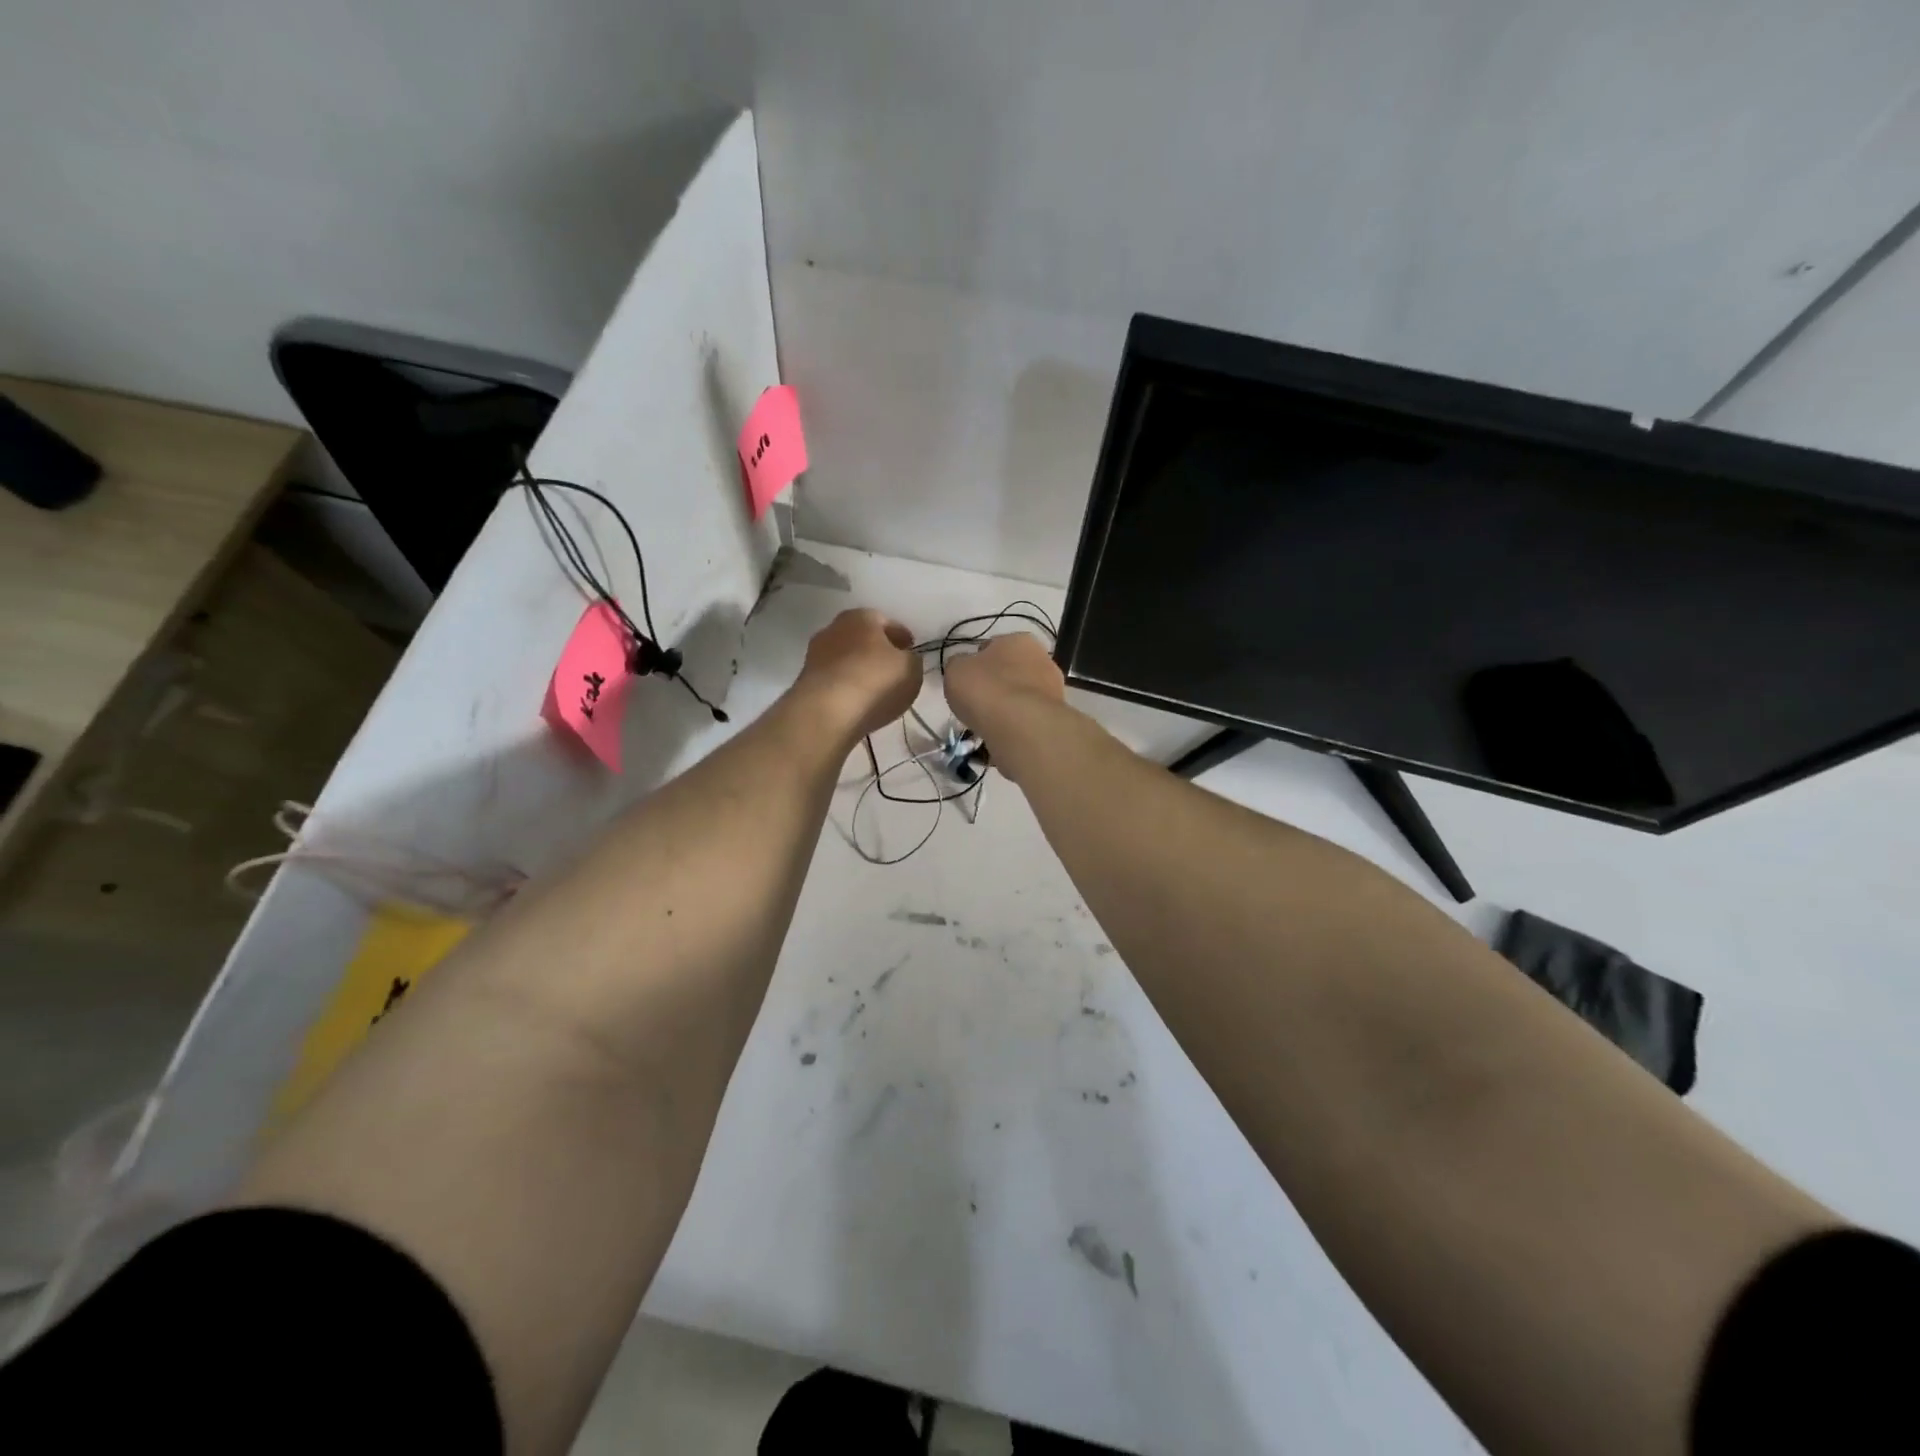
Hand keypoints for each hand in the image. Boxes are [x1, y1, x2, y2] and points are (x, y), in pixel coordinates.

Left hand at [793, 608, 922, 740]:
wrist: (826, 712)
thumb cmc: (875, 681)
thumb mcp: (911, 669)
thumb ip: (911, 660)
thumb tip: (904, 659)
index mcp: (862, 617)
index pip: (888, 622)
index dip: (902, 637)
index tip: (911, 650)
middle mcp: (834, 628)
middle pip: (863, 638)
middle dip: (878, 650)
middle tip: (893, 667)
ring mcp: (815, 654)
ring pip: (846, 658)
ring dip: (859, 668)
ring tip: (875, 688)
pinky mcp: (805, 680)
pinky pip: (835, 679)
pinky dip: (846, 685)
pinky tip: (856, 700)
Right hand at [943, 633, 1066, 781]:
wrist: (1020, 726)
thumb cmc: (985, 689)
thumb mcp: (955, 670)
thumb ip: (959, 666)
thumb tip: (964, 669)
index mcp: (1018, 639)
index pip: (993, 647)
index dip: (977, 663)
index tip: (967, 681)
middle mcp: (1042, 658)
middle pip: (1012, 670)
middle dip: (998, 684)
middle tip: (979, 702)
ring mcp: (1054, 688)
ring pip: (1023, 695)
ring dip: (1010, 706)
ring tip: (990, 723)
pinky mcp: (1056, 716)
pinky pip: (1030, 717)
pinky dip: (1018, 724)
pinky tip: (1005, 734)